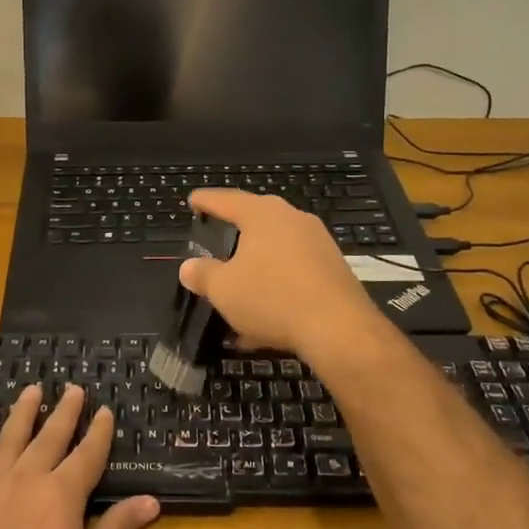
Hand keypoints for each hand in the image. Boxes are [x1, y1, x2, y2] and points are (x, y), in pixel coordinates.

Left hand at [0, 386, 160, 528]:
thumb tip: (150, 500)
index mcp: (62, 497)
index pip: (87, 455)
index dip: (99, 432)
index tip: (105, 411)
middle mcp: (25, 481)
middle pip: (49, 438)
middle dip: (65, 412)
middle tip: (73, 389)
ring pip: (8, 440)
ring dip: (22, 413)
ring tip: (32, 389)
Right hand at [178, 189, 383, 359]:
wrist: (339, 328)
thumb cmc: (272, 297)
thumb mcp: (224, 289)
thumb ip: (202, 274)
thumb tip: (189, 267)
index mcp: (262, 214)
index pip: (226, 200)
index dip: (206, 201)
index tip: (193, 201)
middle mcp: (293, 219)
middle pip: (256, 220)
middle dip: (235, 232)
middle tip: (216, 237)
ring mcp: (318, 243)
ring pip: (276, 250)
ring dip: (255, 267)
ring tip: (237, 288)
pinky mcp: (333, 270)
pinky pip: (294, 272)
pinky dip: (275, 286)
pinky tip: (263, 316)